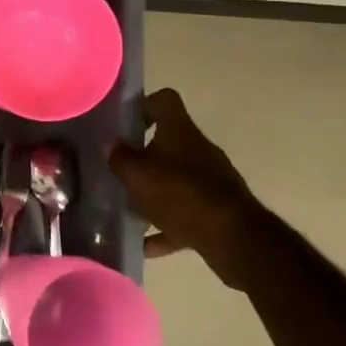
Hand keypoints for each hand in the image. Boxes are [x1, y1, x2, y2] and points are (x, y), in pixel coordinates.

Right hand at [108, 88, 268, 289]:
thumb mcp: (137, 175)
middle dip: (143, 157)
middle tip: (119, 171)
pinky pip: (186, 213)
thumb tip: (111, 145)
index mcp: (180, 131)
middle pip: (168, 143)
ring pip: (176, 180)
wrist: (233, 239)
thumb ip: (120, 158)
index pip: (164, 100)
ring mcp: (212, 181)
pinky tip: (146, 245)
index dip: (143, 106)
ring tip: (128, 210)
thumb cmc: (179, 194)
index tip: (124, 125)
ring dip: (153, 193)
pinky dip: (167, 226)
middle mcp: (198, 150)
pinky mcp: (219, 211)